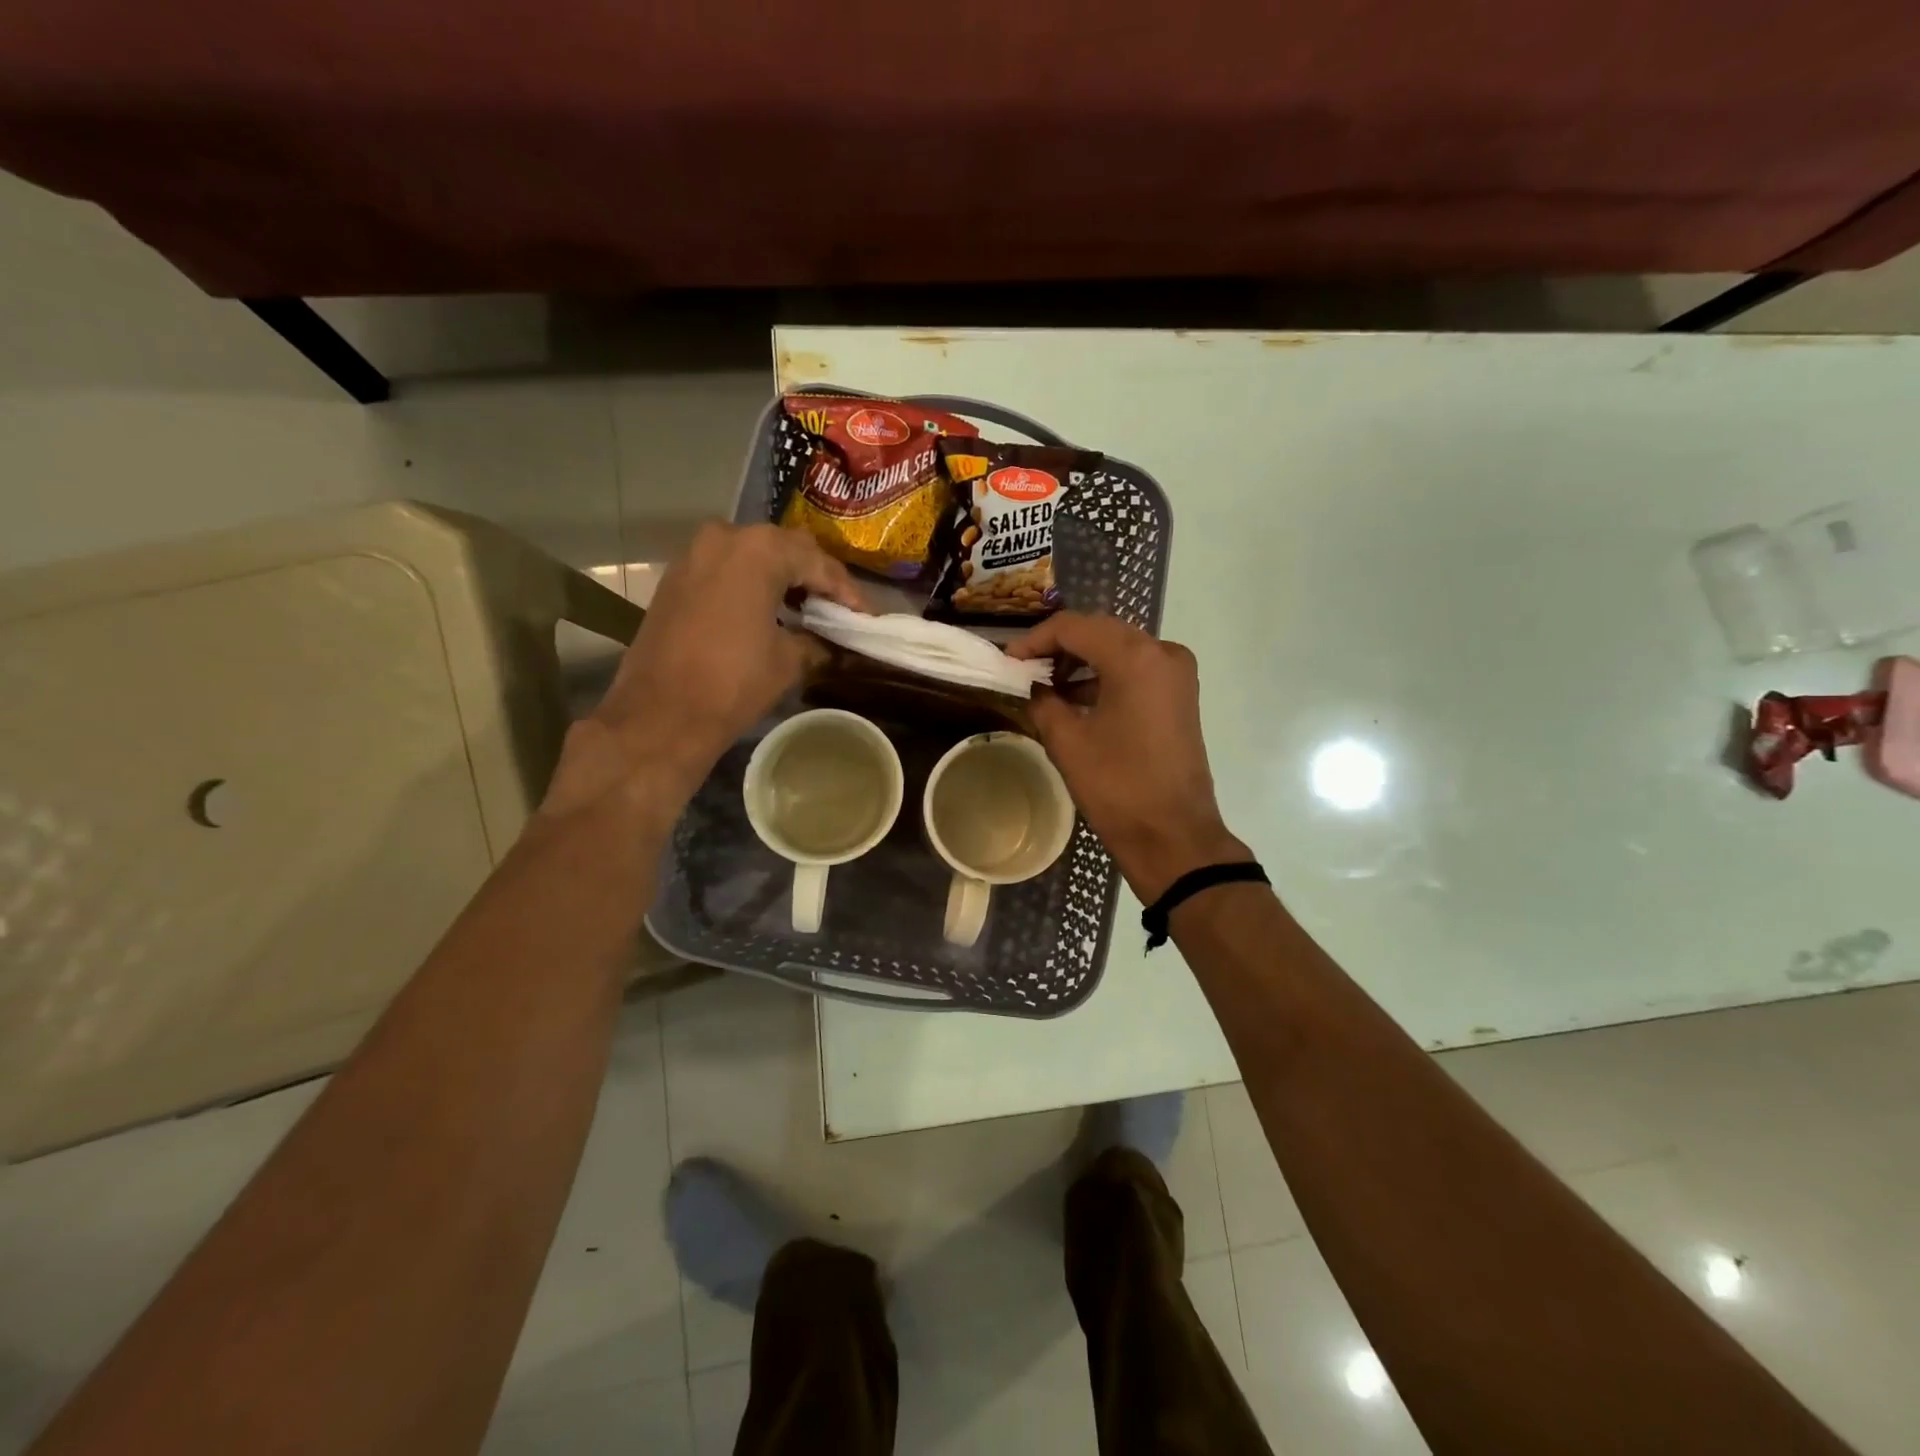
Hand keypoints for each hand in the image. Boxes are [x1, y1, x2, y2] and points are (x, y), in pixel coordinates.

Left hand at [546, 524, 864, 815]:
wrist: (661, 714)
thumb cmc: (733, 683)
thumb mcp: (789, 661)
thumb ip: (816, 640)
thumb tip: (830, 642)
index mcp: (759, 551)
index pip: (818, 563)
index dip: (847, 592)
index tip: (866, 616)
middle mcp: (725, 538)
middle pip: (785, 549)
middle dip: (814, 576)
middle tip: (837, 608)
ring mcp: (694, 554)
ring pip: (753, 555)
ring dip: (781, 577)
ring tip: (807, 609)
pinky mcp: (676, 577)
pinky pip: (726, 569)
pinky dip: (751, 584)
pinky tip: (768, 611)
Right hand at [1008, 612, 1247, 901]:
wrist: (1174, 835)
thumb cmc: (1117, 786)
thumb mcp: (1067, 741)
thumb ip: (1044, 701)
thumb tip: (1035, 686)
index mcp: (1135, 657)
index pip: (1074, 627)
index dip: (1035, 639)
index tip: (1008, 659)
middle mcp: (1162, 652)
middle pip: (1099, 631)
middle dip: (1059, 647)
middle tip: (1025, 669)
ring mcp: (1176, 673)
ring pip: (1119, 649)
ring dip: (1082, 661)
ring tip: (1046, 685)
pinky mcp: (1180, 695)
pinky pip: (1136, 670)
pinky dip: (1105, 677)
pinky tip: (1076, 699)